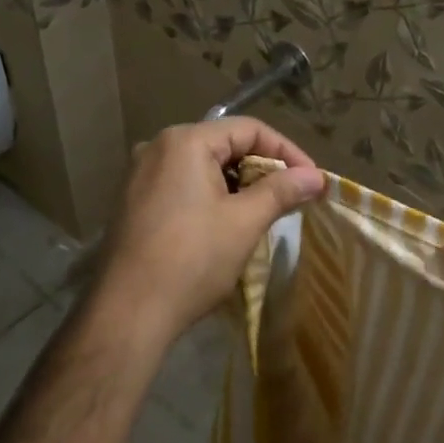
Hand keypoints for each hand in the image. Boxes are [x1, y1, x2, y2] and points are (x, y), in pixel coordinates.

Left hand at [90, 117, 324, 350]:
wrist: (127, 312)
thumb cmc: (191, 260)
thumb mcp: (244, 222)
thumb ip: (281, 191)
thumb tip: (316, 176)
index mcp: (185, 141)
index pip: (249, 129)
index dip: (287, 151)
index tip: (312, 181)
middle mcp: (157, 147)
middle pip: (224, 144)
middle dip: (263, 169)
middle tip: (292, 197)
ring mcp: (140, 176)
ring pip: (204, 167)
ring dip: (239, 185)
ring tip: (265, 212)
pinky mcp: (134, 202)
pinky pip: (183, 186)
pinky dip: (212, 197)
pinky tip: (227, 224)